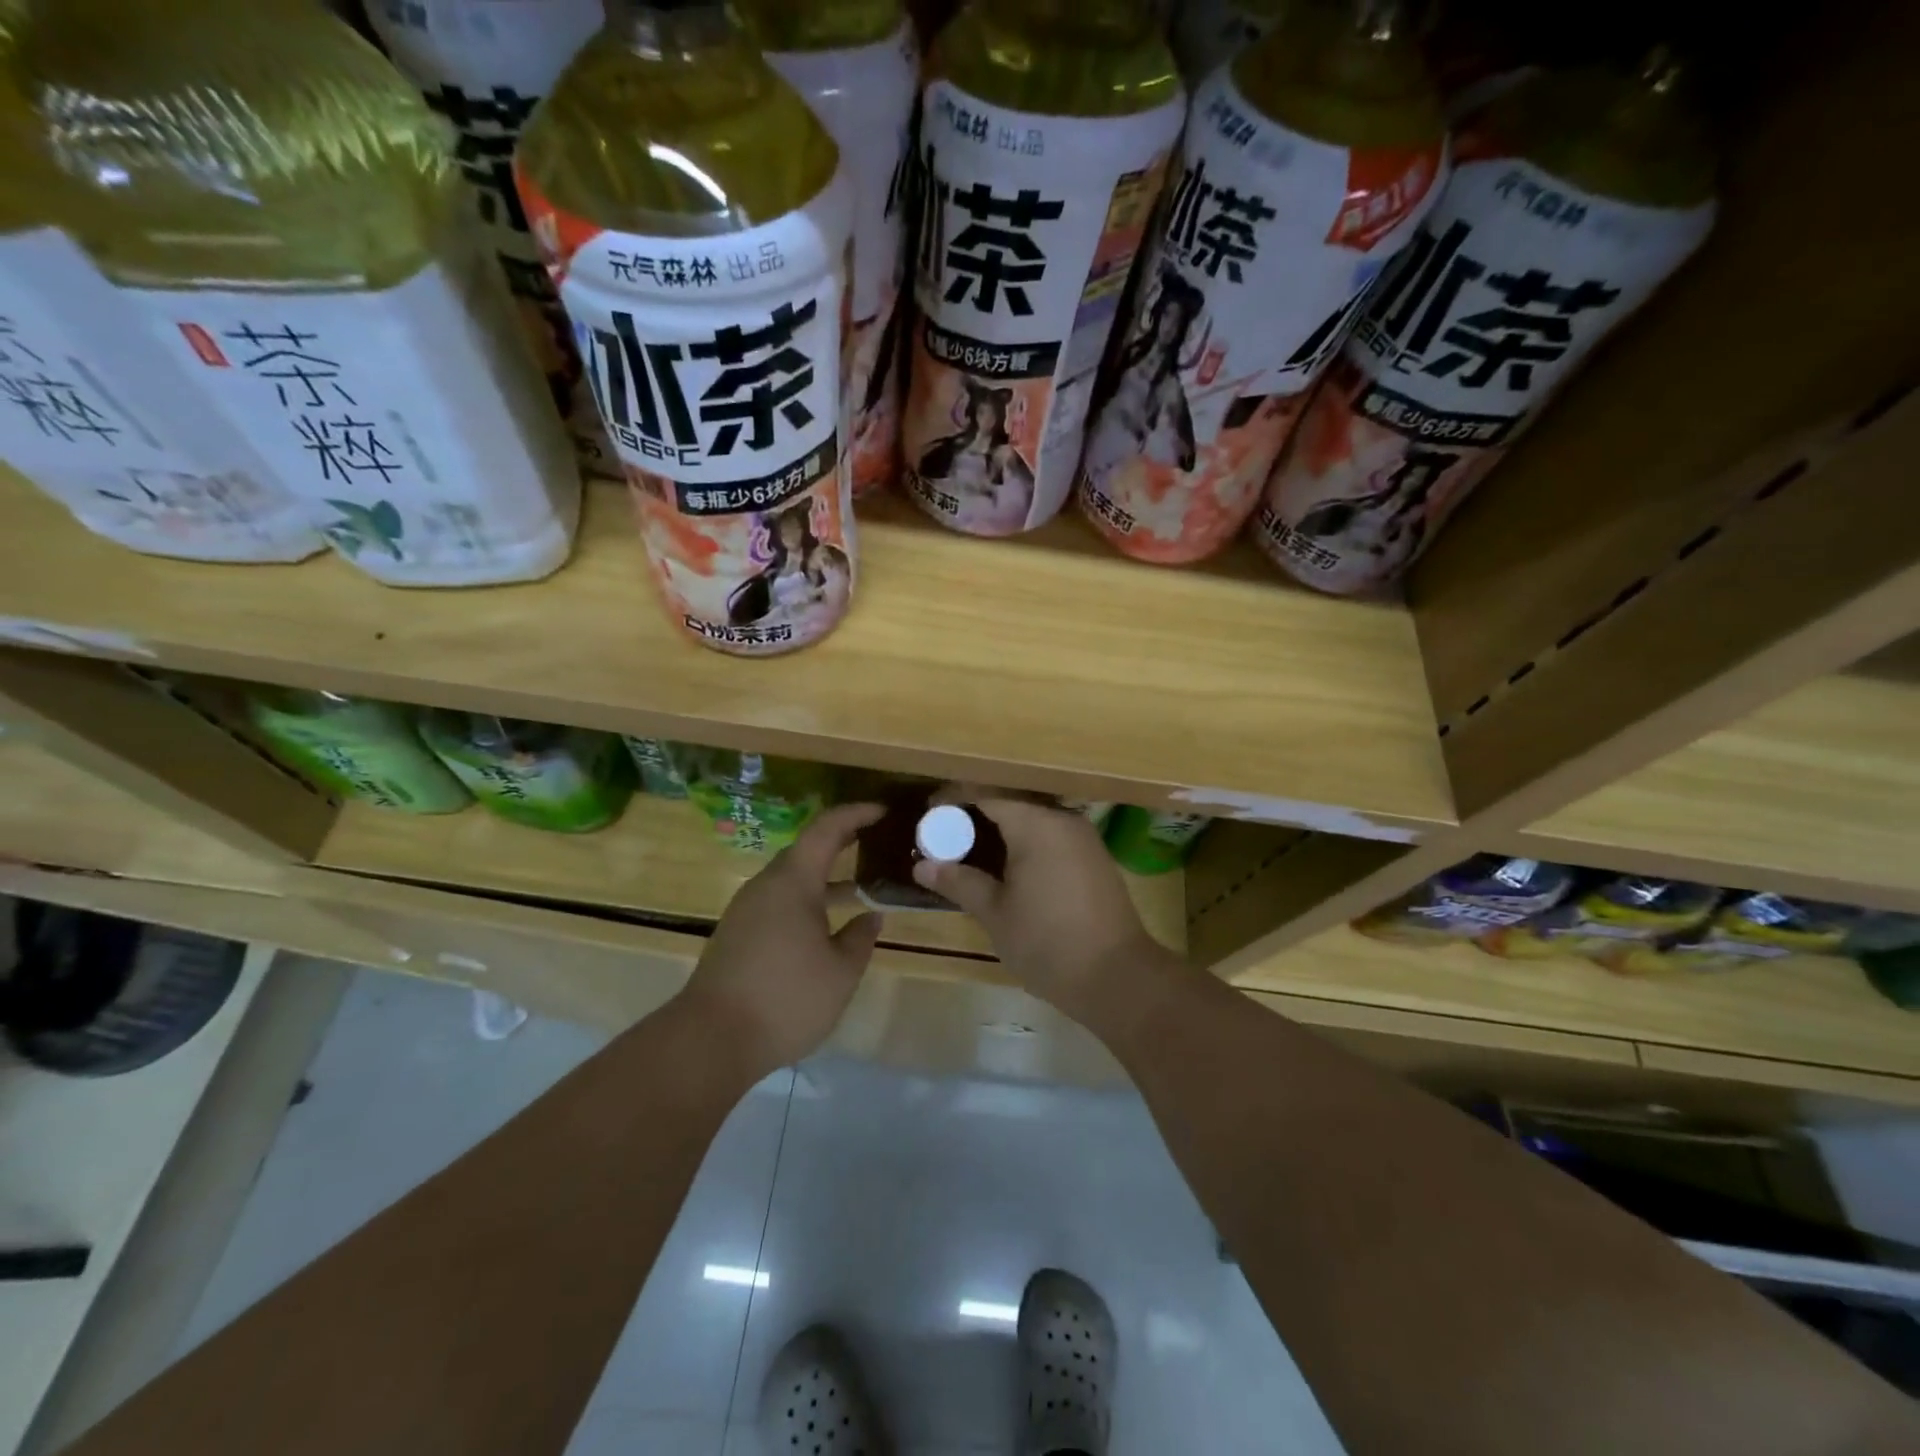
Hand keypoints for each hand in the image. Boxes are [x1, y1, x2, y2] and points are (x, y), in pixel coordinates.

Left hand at [678, 802, 884, 1077]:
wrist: (710, 1040)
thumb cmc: (785, 998)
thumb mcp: (841, 972)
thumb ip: (861, 938)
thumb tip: (872, 916)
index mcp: (793, 882)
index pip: (827, 829)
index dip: (857, 814)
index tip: (884, 812)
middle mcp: (766, 885)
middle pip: (807, 849)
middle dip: (843, 842)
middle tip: (878, 843)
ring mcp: (747, 909)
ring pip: (792, 878)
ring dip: (826, 876)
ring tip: (862, 888)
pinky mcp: (738, 934)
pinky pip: (780, 901)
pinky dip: (808, 899)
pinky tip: (826, 925)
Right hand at [911, 792, 1173, 1028]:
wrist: (1118, 977)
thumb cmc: (1047, 942)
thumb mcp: (995, 913)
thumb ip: (960, 882)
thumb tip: (922, 866)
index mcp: (1035, 824)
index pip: (986, 794)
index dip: (954, 797)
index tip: (928, 812)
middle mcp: (1062, 820)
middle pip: (1011, 801)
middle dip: (976, 811)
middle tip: (944, 832)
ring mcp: (1083, 838)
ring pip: (1033, 818)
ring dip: (1002, 826)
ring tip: (971, 846)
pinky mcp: (1094, 857)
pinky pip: (1051, 835)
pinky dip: (1025, 840)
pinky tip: (1008, 863)